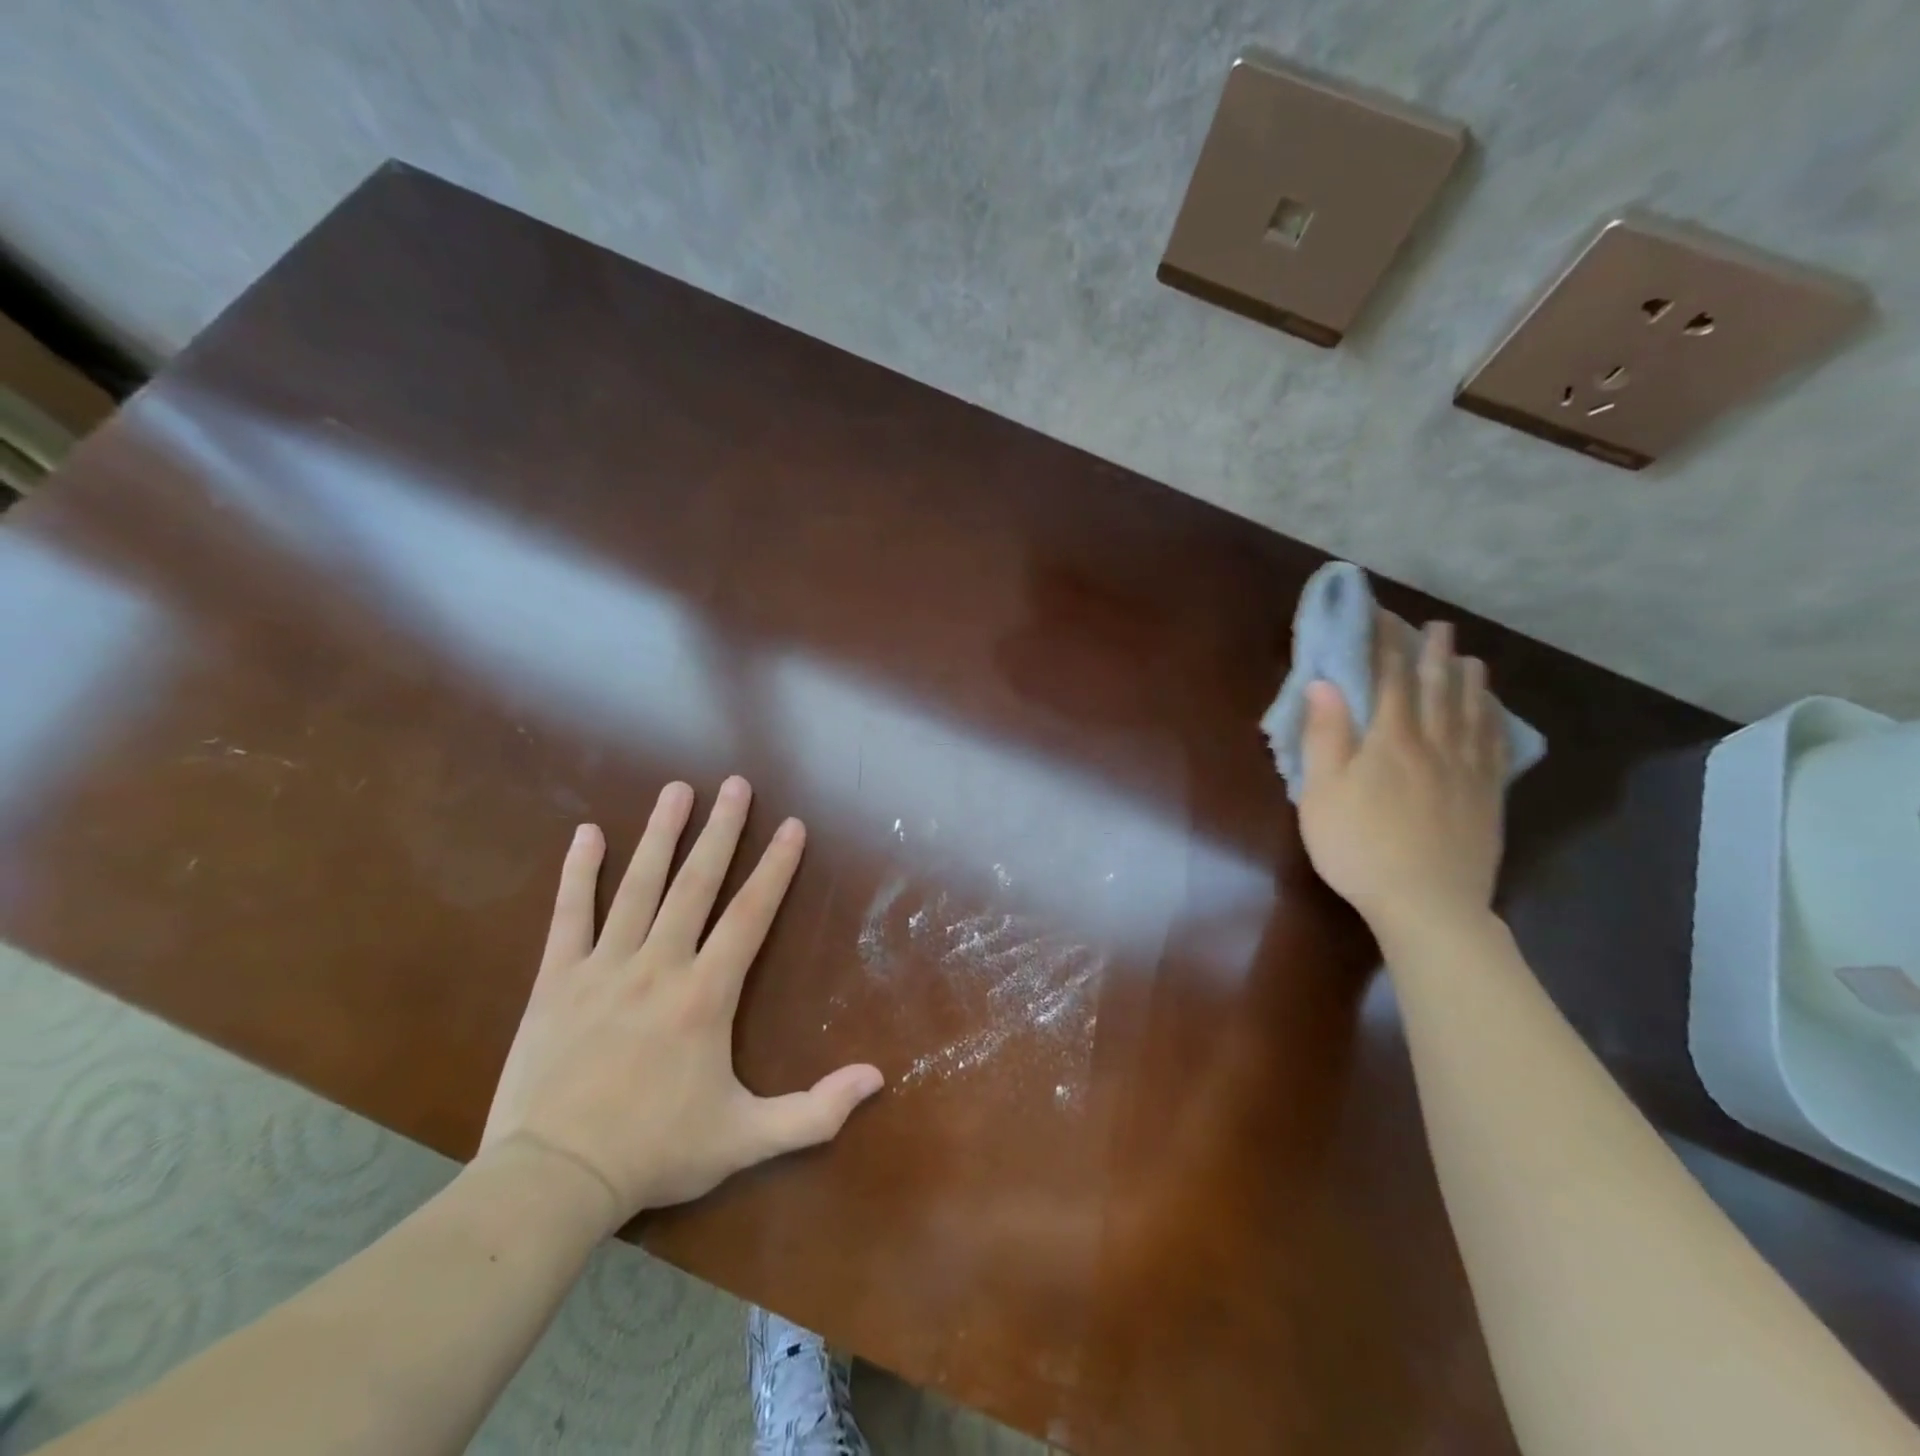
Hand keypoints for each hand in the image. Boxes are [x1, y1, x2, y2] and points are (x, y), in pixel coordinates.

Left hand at [479, 777, 883, 1230]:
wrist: (551, 1181)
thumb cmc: (654, 1153)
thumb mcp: (746, 1140)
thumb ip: (815, 1112)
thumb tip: (877, 1078)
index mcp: (705, 994)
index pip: (750, 915)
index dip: (775, 868)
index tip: (791, 826)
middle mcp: (659, 965)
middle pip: (696, 883)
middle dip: (721, 830)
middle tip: (734, 784)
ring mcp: (604, 967)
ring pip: (638, 886)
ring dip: (660, 834)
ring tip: (676, 790)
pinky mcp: (557, 981)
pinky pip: (570, 915)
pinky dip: (579, 873)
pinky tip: (588, 834)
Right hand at [1297, 620, 1506, 936]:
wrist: (1427, 903)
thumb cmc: (1359, 847)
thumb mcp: (1322, 793)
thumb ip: (1325, 736)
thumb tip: (1324, 683)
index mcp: (1390, 740)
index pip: (1390, 678)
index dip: (1385, 644)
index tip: (1380, 617)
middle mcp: (1435, 744)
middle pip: (1437, 687)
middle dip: (1434, 653)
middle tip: (1437, 626)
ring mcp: (1468, 770)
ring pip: (1472, 711)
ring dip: (1469, 679)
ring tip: (1469, 658)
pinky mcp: (1488, 796)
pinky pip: (1495, 745)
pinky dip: (1494, 719)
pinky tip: (1493, 713)